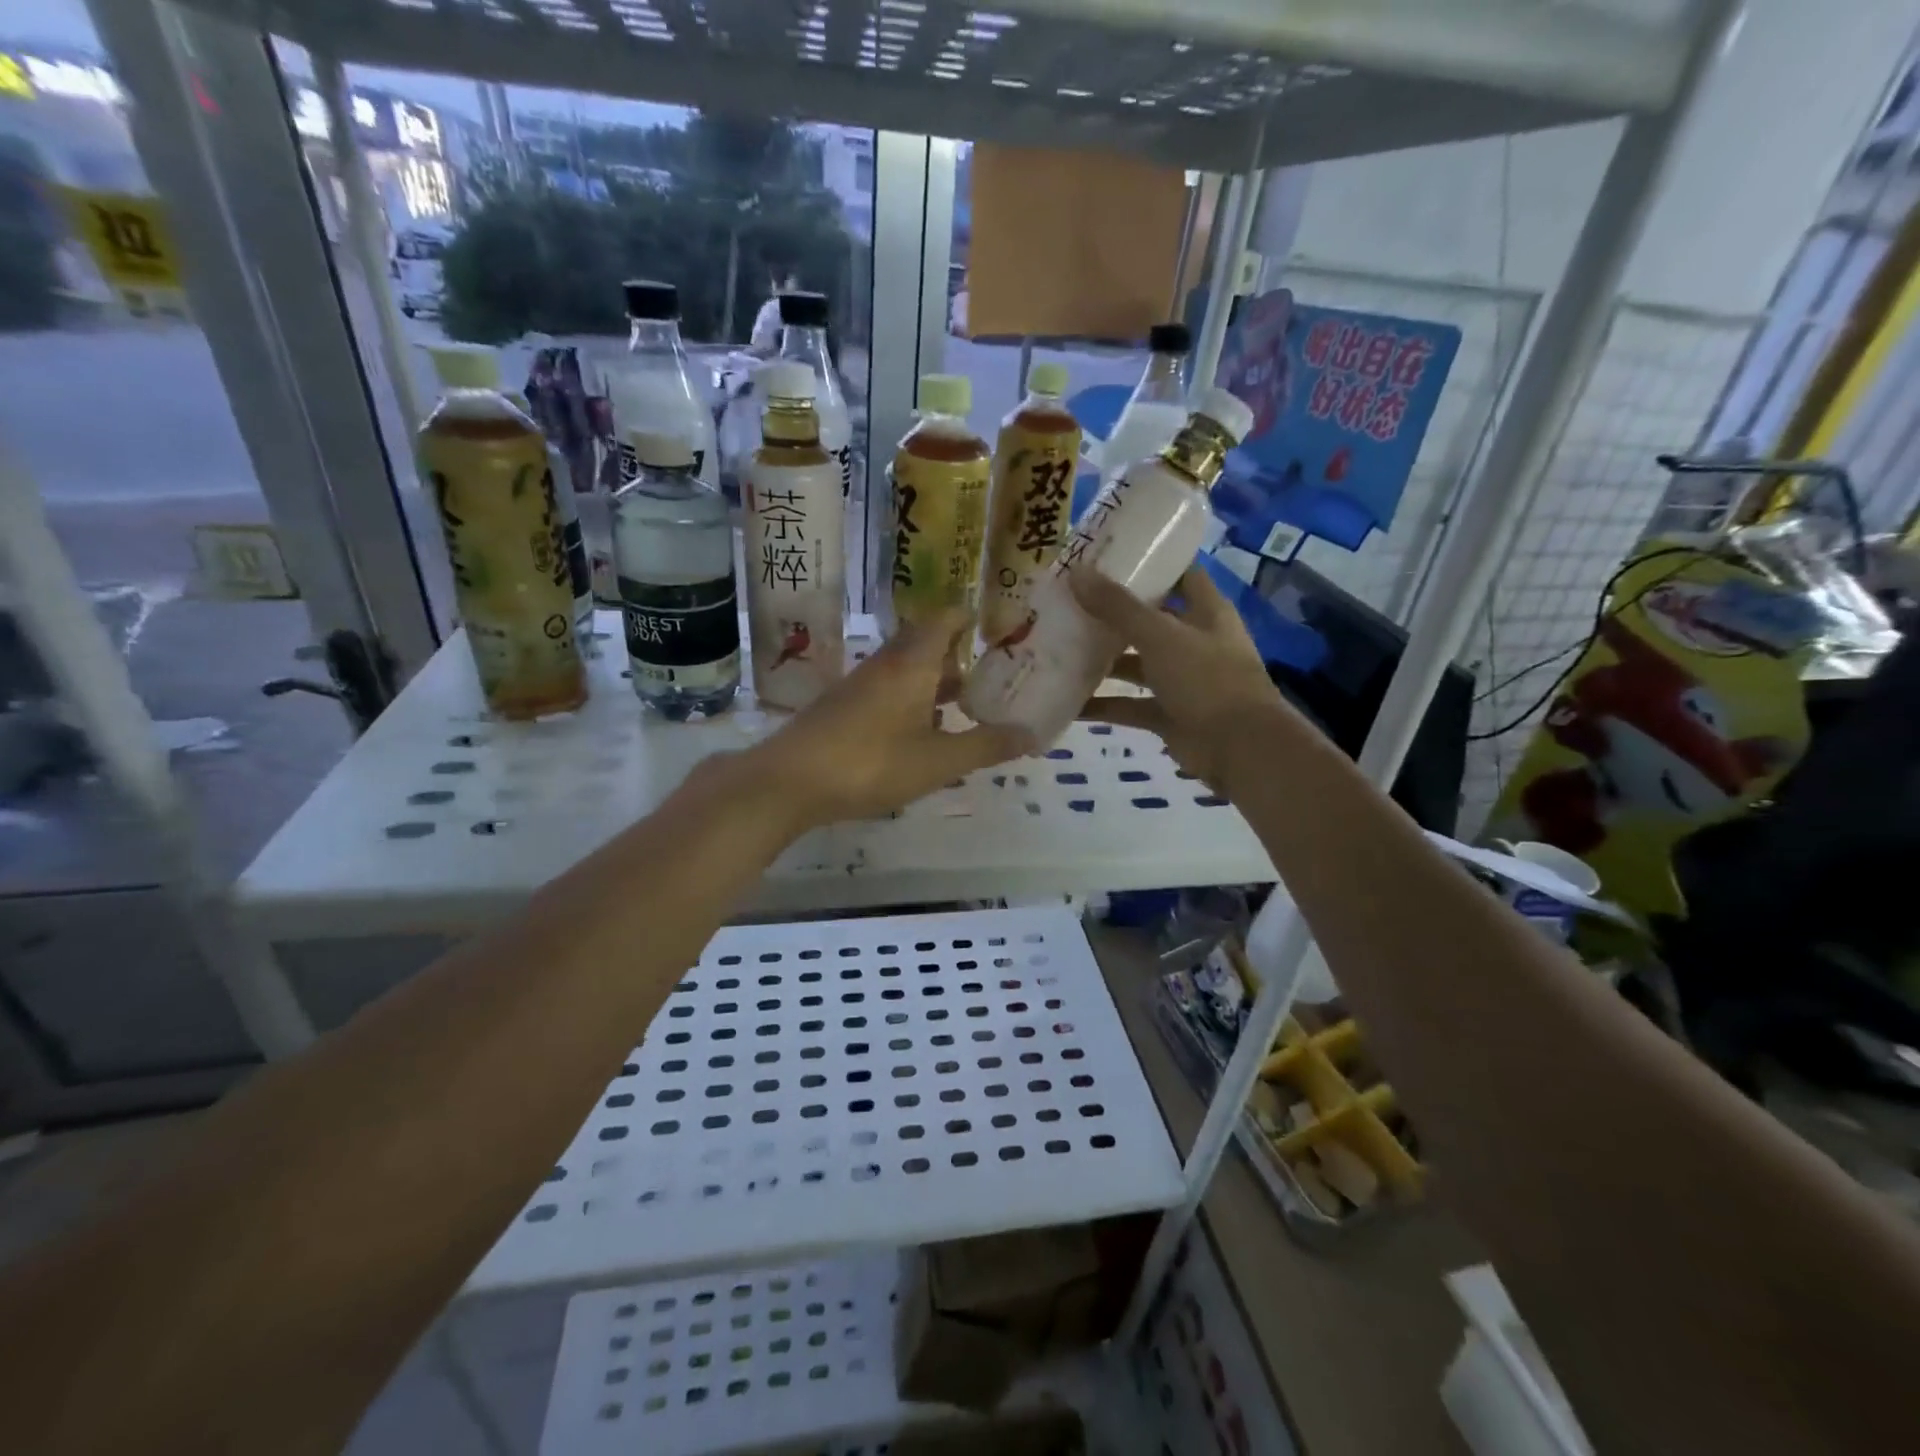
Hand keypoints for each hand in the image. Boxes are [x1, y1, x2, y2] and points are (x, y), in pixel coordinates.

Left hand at [745, 610, 1033, 831]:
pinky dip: (911, 701)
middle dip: (957, 654)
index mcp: (912, 663)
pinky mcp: (841, 709)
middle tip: (990, 672)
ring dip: (933, 681)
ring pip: (904, 670)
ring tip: (964, 705)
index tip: (996, 628)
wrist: (788, 782)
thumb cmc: (871, 763)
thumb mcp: (938, 760)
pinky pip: (886, 692)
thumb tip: (1032, 734)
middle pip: (924, 643)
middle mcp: (885, 664)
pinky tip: (920, 733)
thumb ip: (985, 746)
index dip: (970, 617)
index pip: (944, 618)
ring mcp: (858, 686)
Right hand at [1073, 565, 1284, 791]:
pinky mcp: (1168, 714)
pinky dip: (1103, 705)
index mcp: (1205, 612)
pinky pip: (1130, 705)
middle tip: (1068, 601)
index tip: (1106, 555)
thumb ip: (1118, 607)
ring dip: (1103, 660)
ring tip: (1060, 648)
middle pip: (1149, 620)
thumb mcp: (1160, 636)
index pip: (1179, 574)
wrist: (1239, 748)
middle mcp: (1194, 642)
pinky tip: (1068, 702)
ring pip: (1136, 664)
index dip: (1149, 562)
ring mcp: (1181, 680)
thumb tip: (1076, 572)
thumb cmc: (1207, 679)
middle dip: (1112, 613)